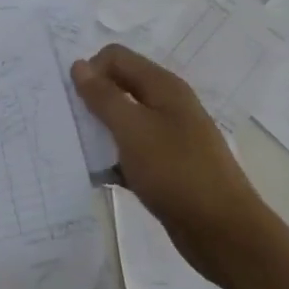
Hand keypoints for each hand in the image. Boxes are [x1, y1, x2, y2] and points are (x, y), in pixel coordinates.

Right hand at [72, 44, 283, 287]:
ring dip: (98, 132)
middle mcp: (166, 105)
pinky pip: (129, 152)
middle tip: (66, 124)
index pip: (116, 57)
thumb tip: (79, 65)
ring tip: (74, 151)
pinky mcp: (165, 167)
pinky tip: (93, 176)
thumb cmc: (176, 172)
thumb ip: (104, 97)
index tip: (70, 100)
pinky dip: (111, 159)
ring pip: (122, 122)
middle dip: (90, 100)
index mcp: (163, 86)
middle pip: (119, 87)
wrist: (223, 231)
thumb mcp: (133, 129)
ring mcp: (168, 137)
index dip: (90, 71)